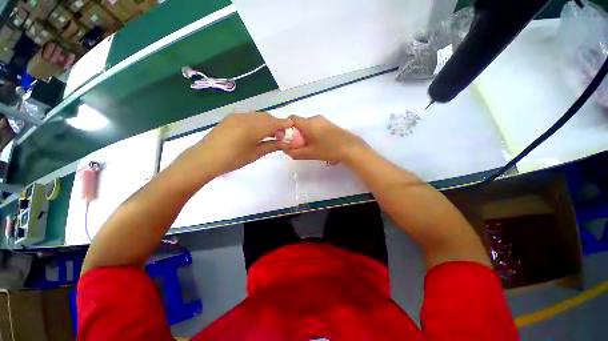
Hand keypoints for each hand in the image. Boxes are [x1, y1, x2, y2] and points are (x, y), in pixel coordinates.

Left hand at [178, 112, 291, 177]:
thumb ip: (272, 145)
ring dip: (267, 122)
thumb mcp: (255, 154)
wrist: (205, 158)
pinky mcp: (231, 117)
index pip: (274, 123)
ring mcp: (237, 116)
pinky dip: (257, 121)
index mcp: (253, 128)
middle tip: (280, 134)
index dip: (284, 123)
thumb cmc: (233, 159)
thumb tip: (286, 142)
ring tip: (269, 133)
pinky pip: (249, 116)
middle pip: (267, 117)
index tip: (292, 126)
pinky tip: (256, 130)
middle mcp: (246, 117)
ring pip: (258, 115)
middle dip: (276, 123)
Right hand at [283, 115, 368, 163]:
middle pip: (299, 123)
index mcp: (308, 123)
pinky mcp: (329, 124)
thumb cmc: (329, 150)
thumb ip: (294, 152)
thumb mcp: (309, 154)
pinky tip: (318, 145)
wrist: (351, 148)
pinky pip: (315, 127)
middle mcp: (315, 118)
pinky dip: (312, 134)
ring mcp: (323, 120)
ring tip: (310, 148)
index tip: (288, 139)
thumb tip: (285, 149)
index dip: (286, 128)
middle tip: (299, 146)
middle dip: (296, 134)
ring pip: (308, 125)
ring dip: (305, 135)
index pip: (291, 119)